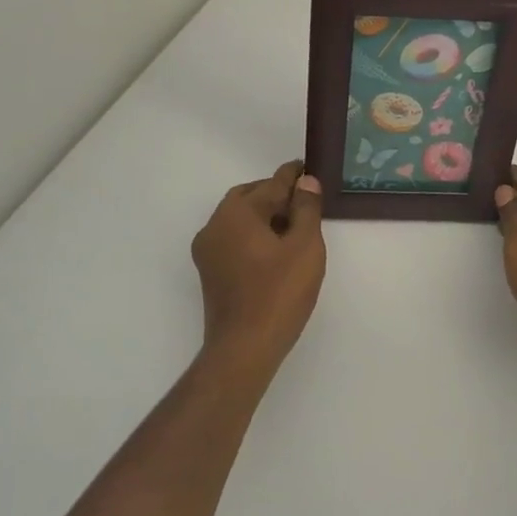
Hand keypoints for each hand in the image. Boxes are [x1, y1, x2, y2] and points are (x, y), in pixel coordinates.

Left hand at [191, 161, 325, 376]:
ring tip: (294, 224)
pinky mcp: (210, 272)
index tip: (307, 168)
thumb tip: (306, 182)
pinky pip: (234, 239)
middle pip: (249, 198)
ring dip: (264, 215)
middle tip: (304, 199)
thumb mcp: (304, 246)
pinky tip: (276, 248)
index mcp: (236, 213)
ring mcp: (208, 251)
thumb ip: (306, 209)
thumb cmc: (279, 293)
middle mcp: (215, 226)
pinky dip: (254, 234)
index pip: (271, 184)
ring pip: (239, 219)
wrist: (244, 347)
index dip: (293, 176)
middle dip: (275, 194)